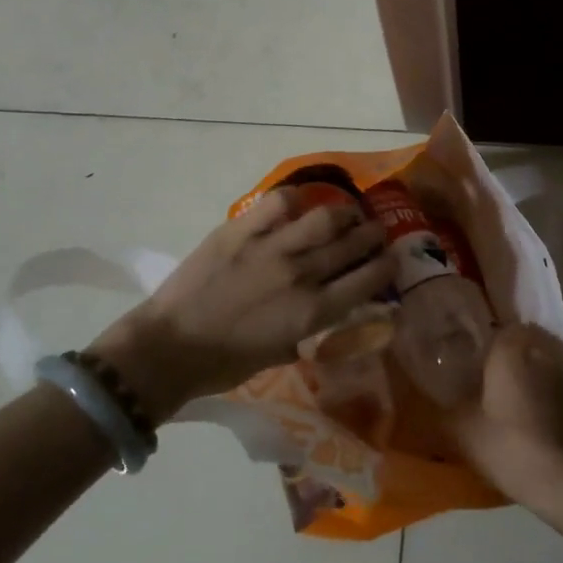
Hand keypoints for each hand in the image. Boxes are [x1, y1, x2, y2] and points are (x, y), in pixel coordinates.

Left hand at [88, 190, 394, 420]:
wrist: (170, 348)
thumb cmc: (226, 363)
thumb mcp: (281, 353)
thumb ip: (311, 329)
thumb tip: (329, 312)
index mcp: (313, 312)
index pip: (368, 280)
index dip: (388, 266)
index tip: (393, 259)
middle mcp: (301, 274)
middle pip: (353, 244)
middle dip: (374, 235)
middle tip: (376, 231)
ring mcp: (271, 247)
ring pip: (326, 217)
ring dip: (346, 212)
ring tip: (348, 212)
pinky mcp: (242, 230)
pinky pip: (279, 202)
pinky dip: (296, 199)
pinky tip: (301, 203)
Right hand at [450, 323, 562, 511]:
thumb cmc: (507, 444)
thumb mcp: (460, 430)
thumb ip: (439, 410)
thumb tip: (420, 401)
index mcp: (509, 352)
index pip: (498, 330)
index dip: (485, 342)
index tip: (471, 358)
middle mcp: (540, 355)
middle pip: (520, 350)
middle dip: (506, 364)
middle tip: (485, 385)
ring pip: (540, 372)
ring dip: (527, 384)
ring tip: (508, 408)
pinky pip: (556, 394)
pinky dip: (545, 404)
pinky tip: (533, 426)